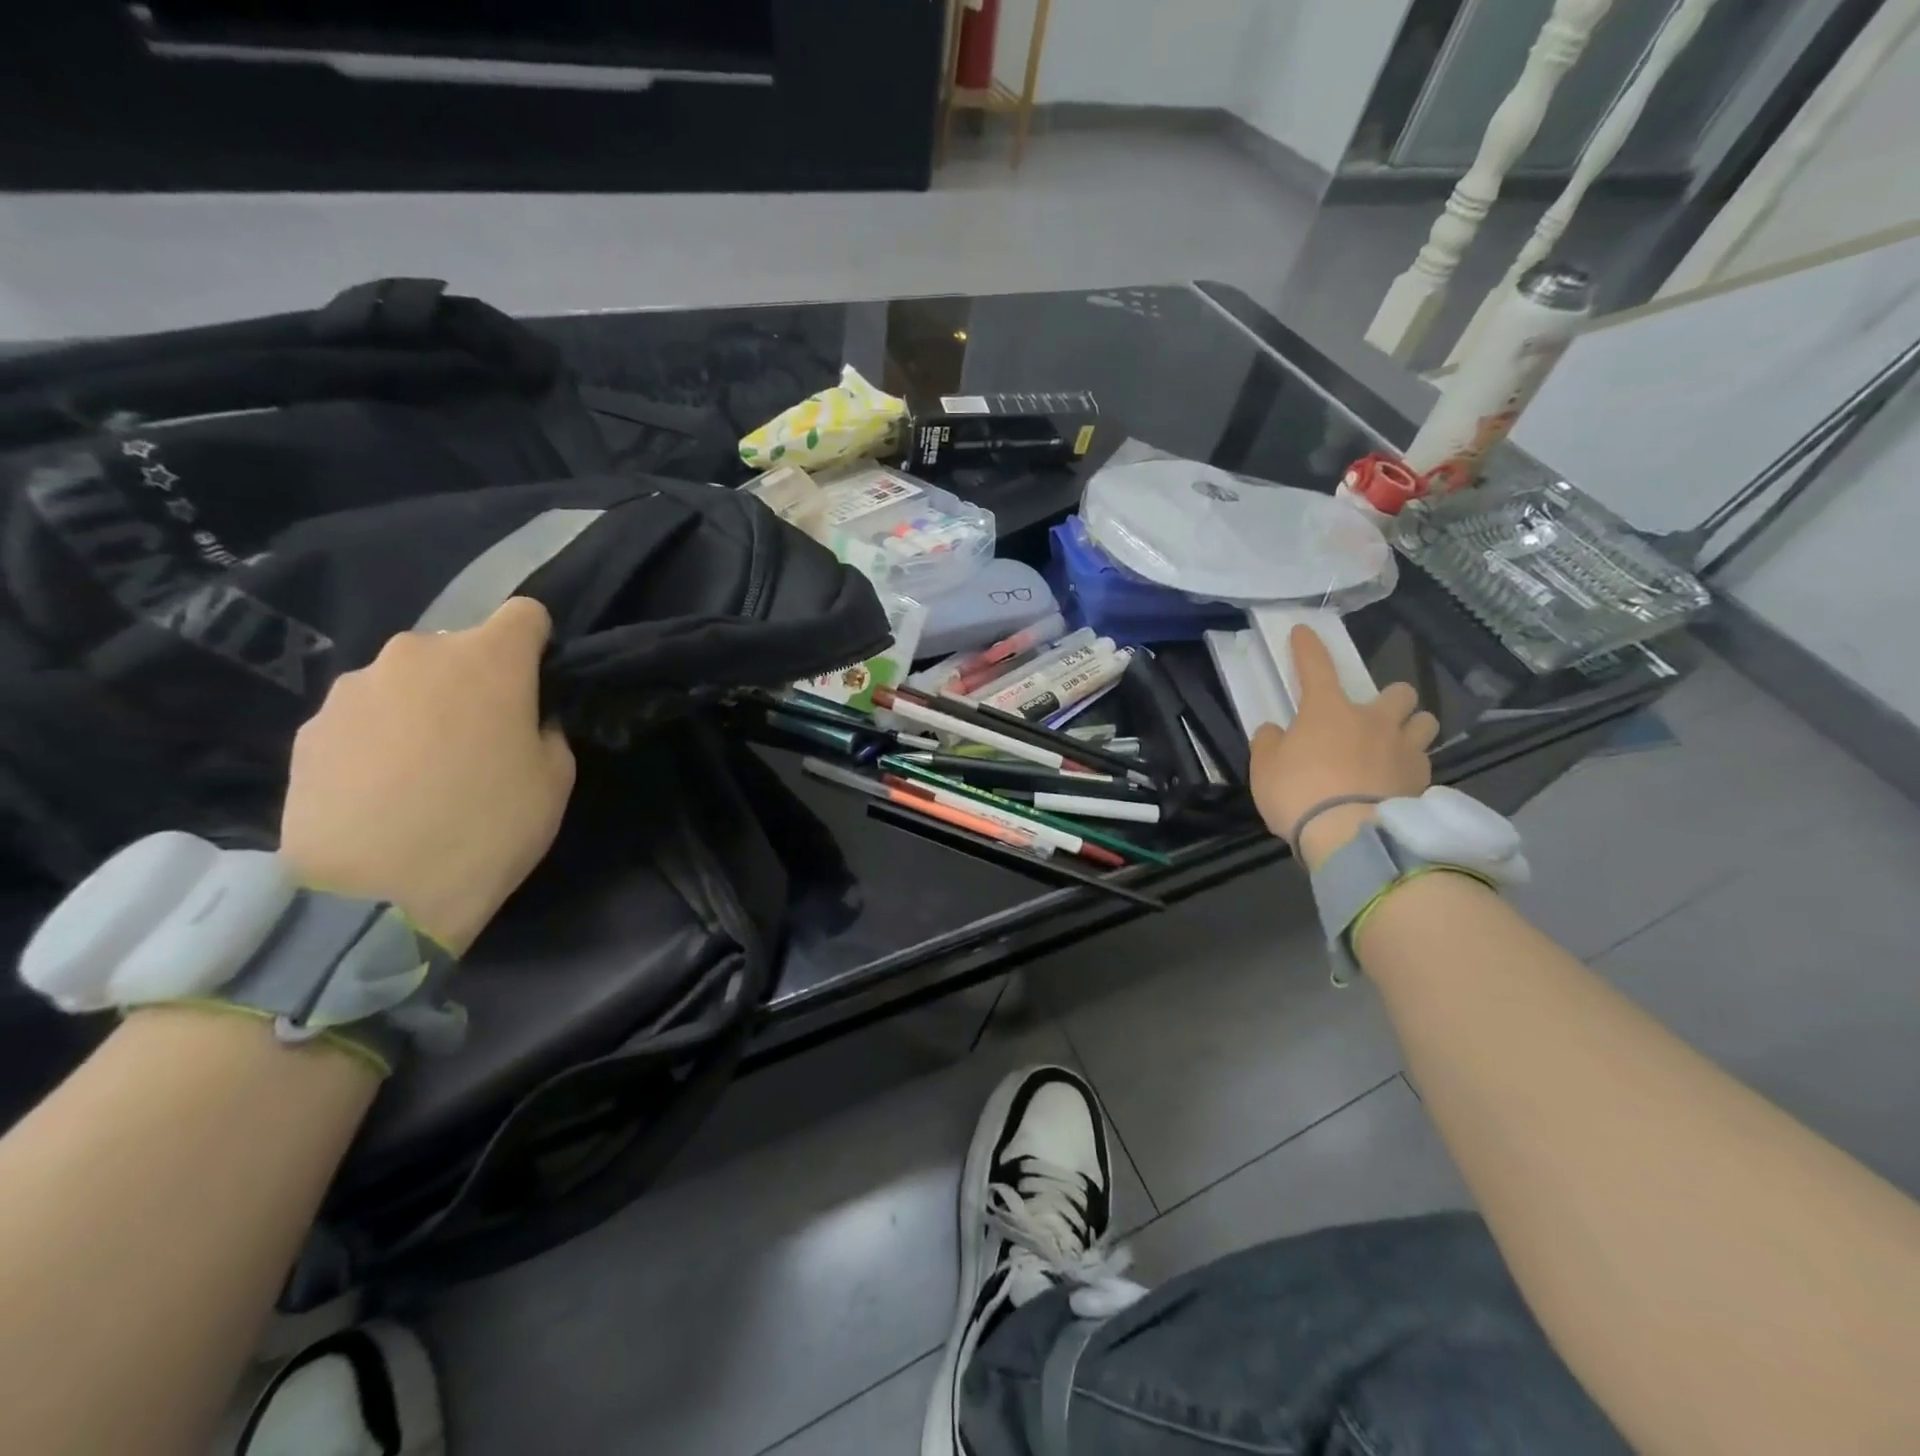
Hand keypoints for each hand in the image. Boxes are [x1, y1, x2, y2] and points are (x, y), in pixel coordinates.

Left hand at [279, 598, 575, 954]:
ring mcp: (354, 688)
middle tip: (481, 739)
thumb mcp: (555, 780)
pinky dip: (379, 738)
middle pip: (459, 648)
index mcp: (489, 659)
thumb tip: (523, 720)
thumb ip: (545, 730)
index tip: (538, 684)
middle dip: (475, 680)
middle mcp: (416, 654)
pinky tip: (381, 790)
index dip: (537, 645)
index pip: (525, 614)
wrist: (372, 895)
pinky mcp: (309, 727)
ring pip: (406, 681)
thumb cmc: (488, 828)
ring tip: (423, 771)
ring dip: (422, 707)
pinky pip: (363, 716)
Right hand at [1249, 625, 1438, 869]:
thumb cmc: (1299, 793)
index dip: (1308, 647)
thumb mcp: (1264, 769)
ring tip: (1396, 745)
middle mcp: (1373, 720)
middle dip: (1389, 699)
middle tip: (1372, 716)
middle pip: (1398, 692)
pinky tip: (1398, 782)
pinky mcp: (1423, 781)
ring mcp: (1404, 750)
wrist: (1350, 836)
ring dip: (1411, 728)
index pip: (1316, 667)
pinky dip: (1412, 767)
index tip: (1304, 632)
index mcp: (1329, 710)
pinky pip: (1425, 762)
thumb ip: (1269, 744)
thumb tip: (1275, 731)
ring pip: (1424, 722)